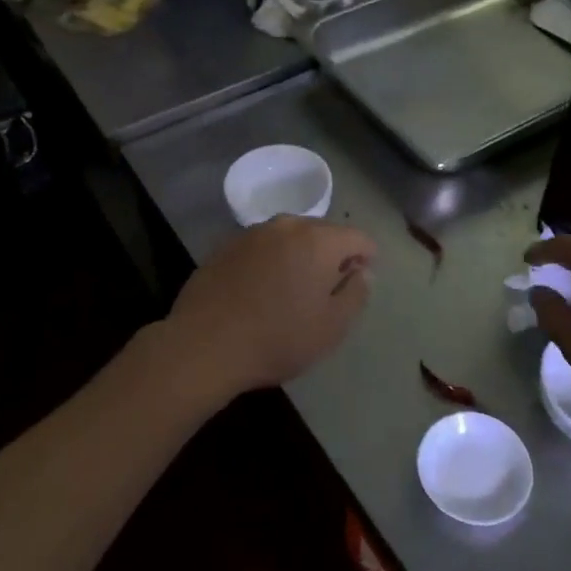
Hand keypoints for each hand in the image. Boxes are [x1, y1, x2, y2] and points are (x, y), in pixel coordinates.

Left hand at [167, 216, 377, 400]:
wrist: (204, 345)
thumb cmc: (278, 338)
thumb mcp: (332, 326)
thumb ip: (357, 293)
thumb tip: (363, 272)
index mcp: (319, 240)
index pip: (358, 237)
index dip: (367, 259)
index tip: (357, 284)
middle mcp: (287, 225)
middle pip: (324, 232)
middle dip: (332, 254)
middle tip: (327, 290)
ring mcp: (252, 233)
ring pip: (290, 237)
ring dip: (300, 255)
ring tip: (292, 290)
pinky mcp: (226, 246)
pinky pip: (262, 246)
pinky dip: (270, 260)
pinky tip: (260, 290)